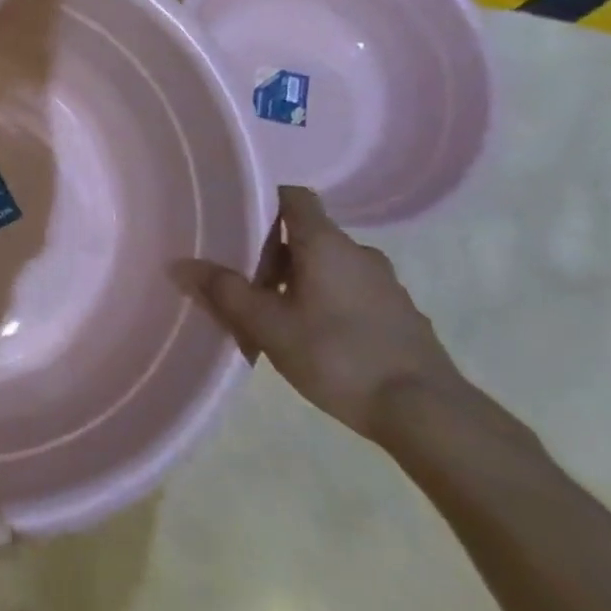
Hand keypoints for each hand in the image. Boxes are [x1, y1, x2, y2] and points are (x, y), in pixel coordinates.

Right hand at [187, 186, 460, 439]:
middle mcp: (359, 253)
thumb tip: (183, 265)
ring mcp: (387, 285)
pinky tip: (319, 341)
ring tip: (279, 316)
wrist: (426, 412)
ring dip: (304, 282)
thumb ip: (225, 292)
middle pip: (309, 235)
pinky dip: (331, 304)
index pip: (295, 197)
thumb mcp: (268, 326)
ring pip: (333, 268)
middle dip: (276, 254)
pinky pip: (355, 295)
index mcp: (326, 243)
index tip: (239, 223)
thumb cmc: (338, 355)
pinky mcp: (402, 316)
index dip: (265, 202)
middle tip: (248, 283)